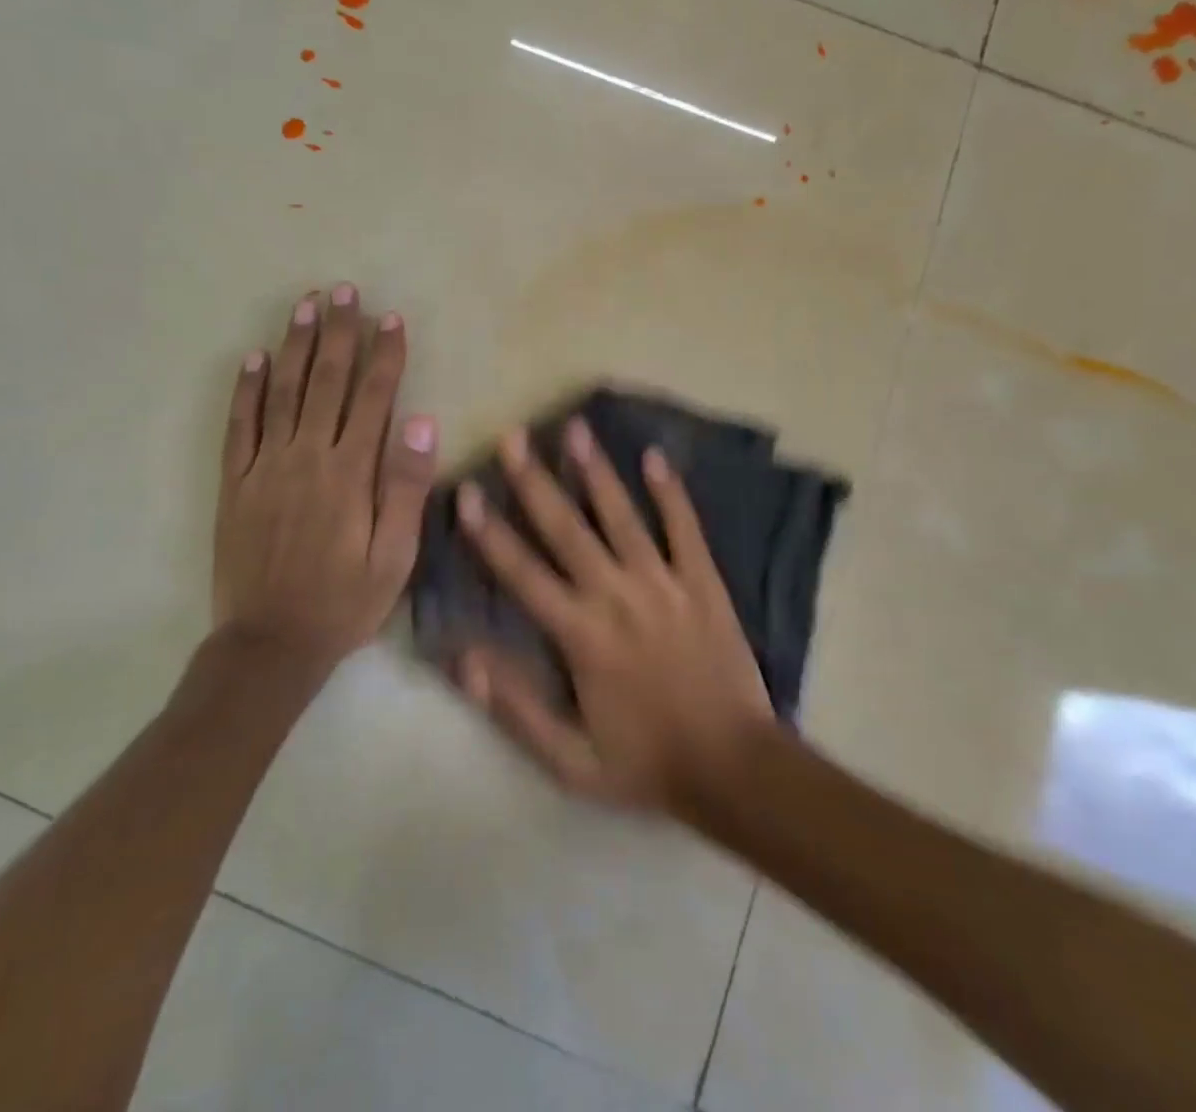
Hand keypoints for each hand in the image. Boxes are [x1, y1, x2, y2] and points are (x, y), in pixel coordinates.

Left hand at [211, 284, 436, 674]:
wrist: (270, 643)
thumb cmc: (345, 601)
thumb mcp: (395, 555)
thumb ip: (407, 487)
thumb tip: (421, 423)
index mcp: (351, 473)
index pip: (373, 398)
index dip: (384, 355)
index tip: (391, 318)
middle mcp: (307, 457)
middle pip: (325, 381)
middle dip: (338, 333)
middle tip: (342, 290)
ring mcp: (265, 467)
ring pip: (281, 392)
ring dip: (294, 345)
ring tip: (304, 305)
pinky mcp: (235, 483)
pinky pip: (239, 426)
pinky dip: (245, 390)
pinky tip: (252, 359)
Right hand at [453, 418, 774, 814]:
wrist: (733, 768)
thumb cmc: (646, 762)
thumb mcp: (569, 760)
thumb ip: (513, 707)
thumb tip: (462, 657)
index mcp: (580, 635)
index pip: (522, 573)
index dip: (490, 532)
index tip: (467, 491)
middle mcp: (616, 596)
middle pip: (566, 529)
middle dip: (535, 481)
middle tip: (513, 437)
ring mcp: (663, 583)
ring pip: (622, 516)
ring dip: (596, 471)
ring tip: (575, 428)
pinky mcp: (702, 582)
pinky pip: (684, 528)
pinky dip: (671, 492)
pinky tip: (656, 456)